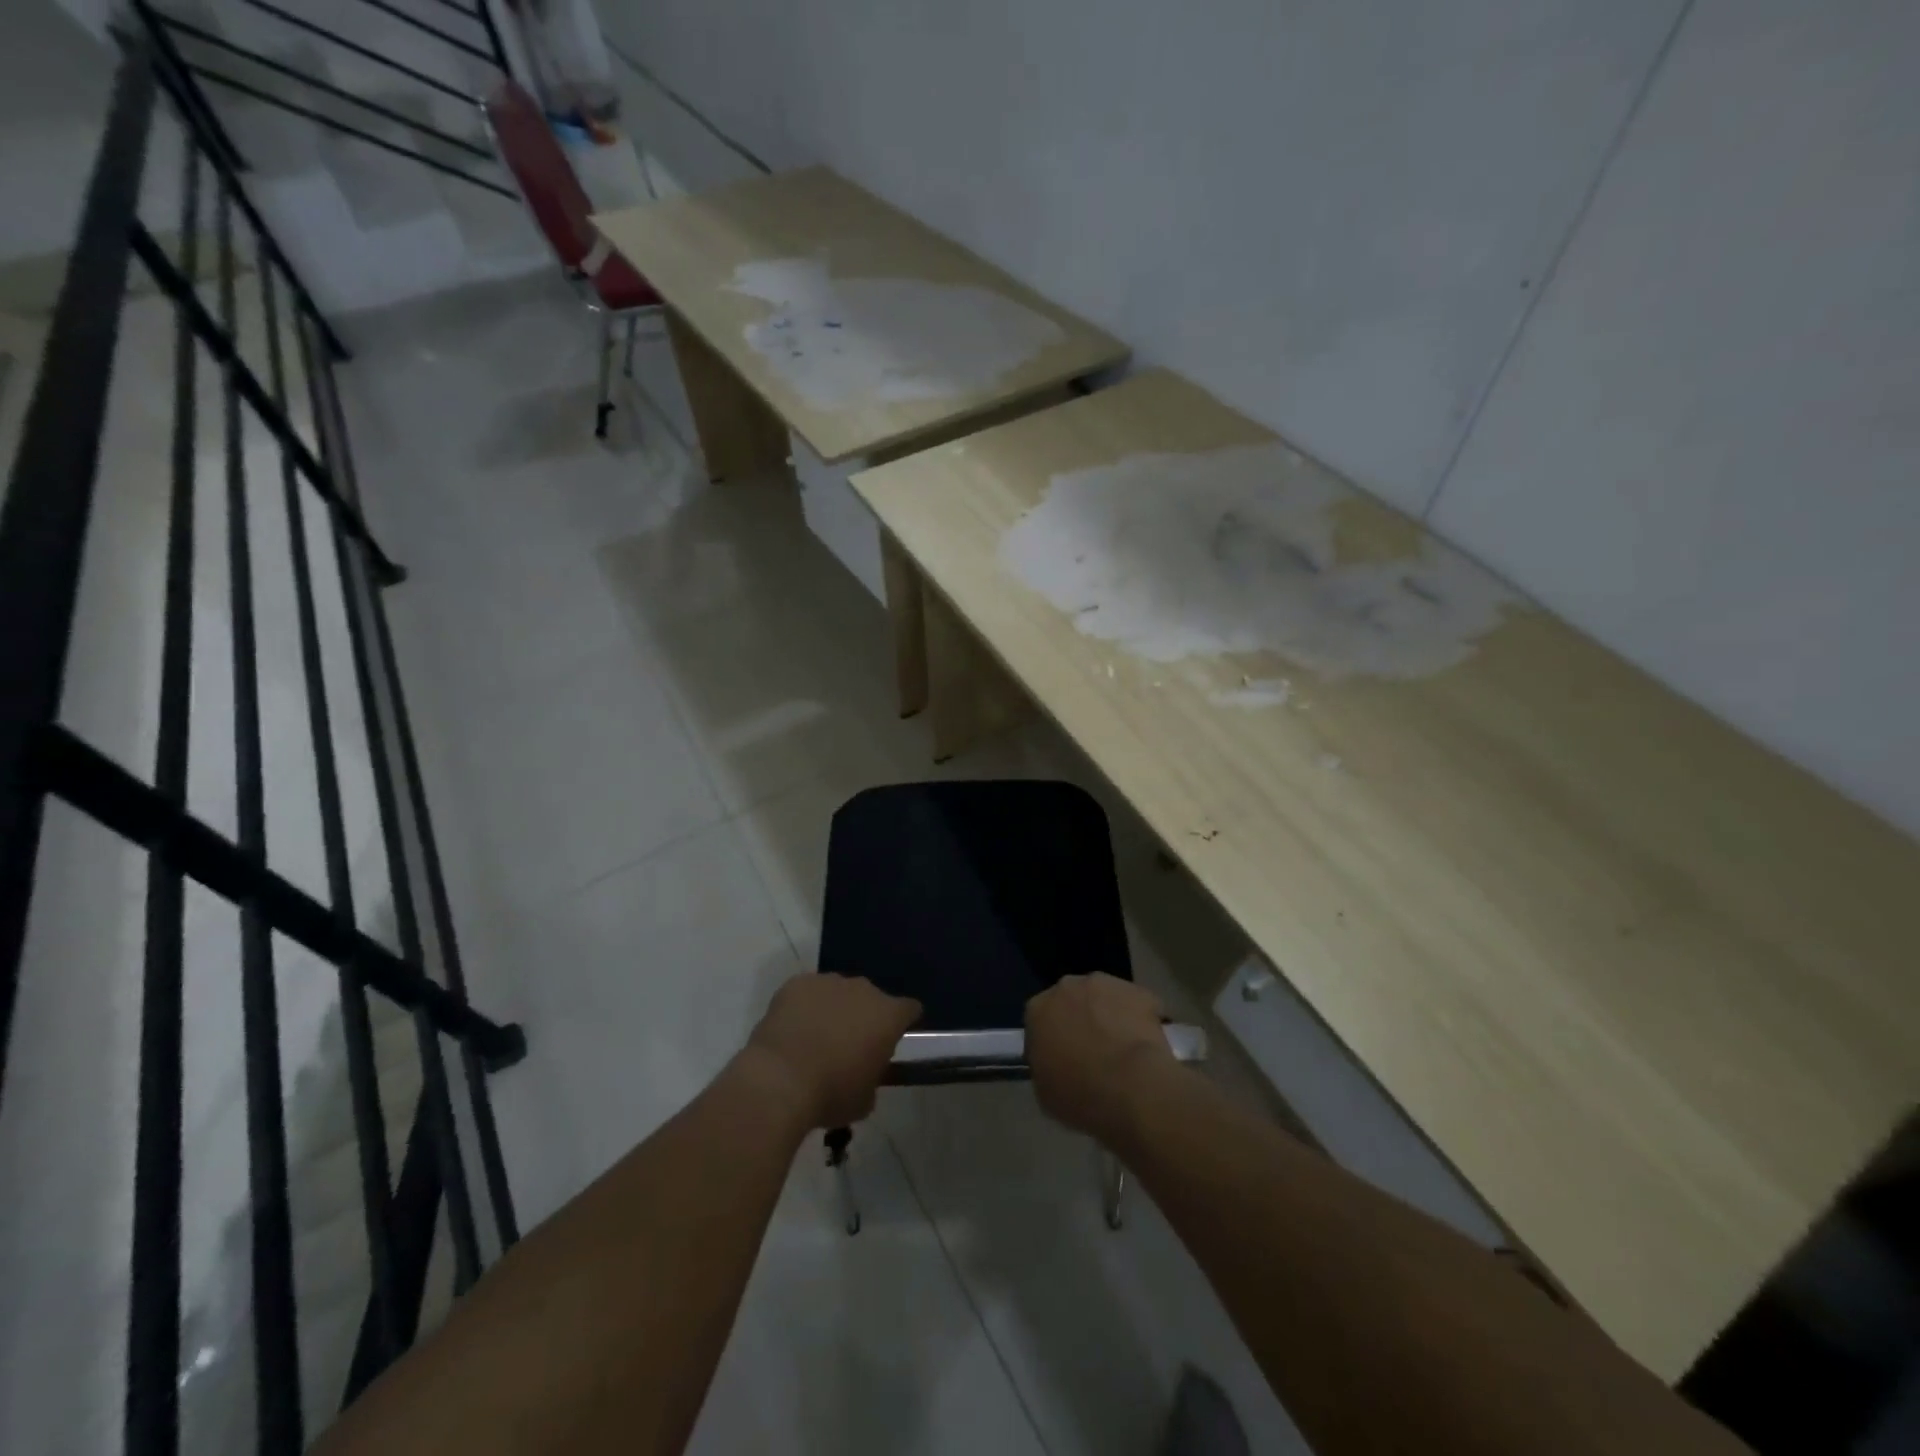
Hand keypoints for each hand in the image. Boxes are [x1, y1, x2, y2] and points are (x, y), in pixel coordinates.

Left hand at [741, 974, 921, 1128]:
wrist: (780, 1080)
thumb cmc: (831, 1094)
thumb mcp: (865, 1100)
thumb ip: (872, 1078)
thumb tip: (864, 1073)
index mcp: (888, 1015)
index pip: (910, 1009)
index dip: (903, 1023)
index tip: (892, 1040)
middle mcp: (863, 990)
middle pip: (872, 998)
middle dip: (864, 1017)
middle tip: (848, 1045)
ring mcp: (829, 982)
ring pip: (838, 992)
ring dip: (834, 1009)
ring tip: (816, 1038)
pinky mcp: (798, 983)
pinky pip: (808, 992)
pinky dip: (805, 1006)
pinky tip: (793, 1029)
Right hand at [1026, 974, 1174, 1145]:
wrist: (1131, 1087)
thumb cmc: (1080, 1094)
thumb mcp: (1045, 1092)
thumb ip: (1044, 1067)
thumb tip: (1055, 1063)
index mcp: (1038, 1010)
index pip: (1039, 1018)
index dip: (1052, 1037)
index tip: (1062, 1057)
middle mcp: (1067, 987)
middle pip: (1072, 1000)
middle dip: (1080, 1019)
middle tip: (1093, 1051)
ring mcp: (1106, 984)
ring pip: (1104, 997)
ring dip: (1110, 1015)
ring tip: (1123, 1049)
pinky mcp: (1139, 991)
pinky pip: (1136, 1005)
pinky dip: (1141, 1020)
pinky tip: (1147, 1046)